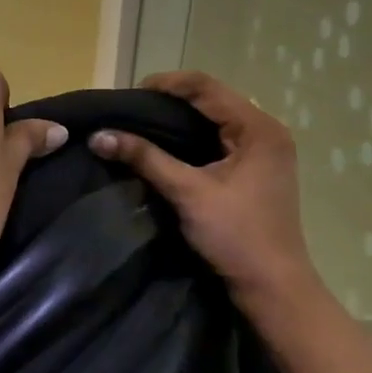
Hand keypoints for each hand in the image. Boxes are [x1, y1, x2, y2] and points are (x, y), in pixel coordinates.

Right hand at [87, 70, 315, 311]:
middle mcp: (266, 130)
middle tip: (131, 109)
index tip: (128, 96)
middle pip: (212, 98)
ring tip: (142, 123)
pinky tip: (167, 144)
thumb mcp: (187, 193)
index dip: (165, 84)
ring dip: (180, 117)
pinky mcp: (257, 168)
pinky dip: (192, 135)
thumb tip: (98, 136)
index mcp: (258, 127)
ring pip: (215, 117)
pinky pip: (220, 136)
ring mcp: (264, 149)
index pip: (205, 86)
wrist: (273, 288)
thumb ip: (145, 158)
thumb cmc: (236, 236)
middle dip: (170, 99)